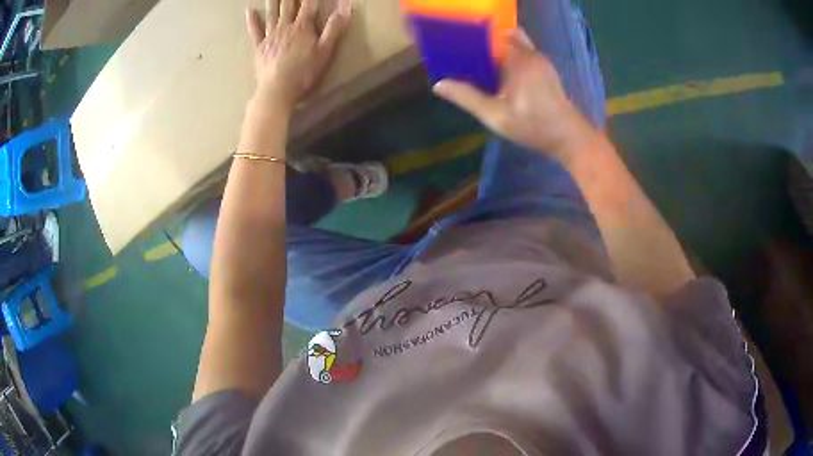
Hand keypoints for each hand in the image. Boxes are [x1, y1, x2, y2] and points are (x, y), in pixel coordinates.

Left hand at [246, 0, 351, 110]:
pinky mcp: (259, 47)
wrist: (277, 90)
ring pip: (272, 13)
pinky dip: (252, 20)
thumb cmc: (304, 73)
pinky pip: (254, 31)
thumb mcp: (325, 51)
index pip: (308, 4)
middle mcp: (285, 27)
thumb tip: (346, 6)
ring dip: (273, 1)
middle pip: (288, 5)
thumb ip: (334, 28)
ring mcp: (270, 36)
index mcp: (302, 27)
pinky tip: (249, 11)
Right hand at [433, 30, 597, 163]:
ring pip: (514, 44)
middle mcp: (530, 53)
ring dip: (497, 51)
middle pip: (502, 36)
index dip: (471, 39)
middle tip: (466, 58)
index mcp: (518, 58)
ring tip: (480, 67)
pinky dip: (509, 58)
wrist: (569, 138)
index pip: (489, 35)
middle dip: (483, 43)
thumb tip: (439, 84)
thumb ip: (467, 98)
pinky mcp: (545, 70)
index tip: (456, 49)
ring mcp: (541, 61)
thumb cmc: (534, 126)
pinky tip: (500, 77)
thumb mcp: (496, 115)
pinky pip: (522, 54)